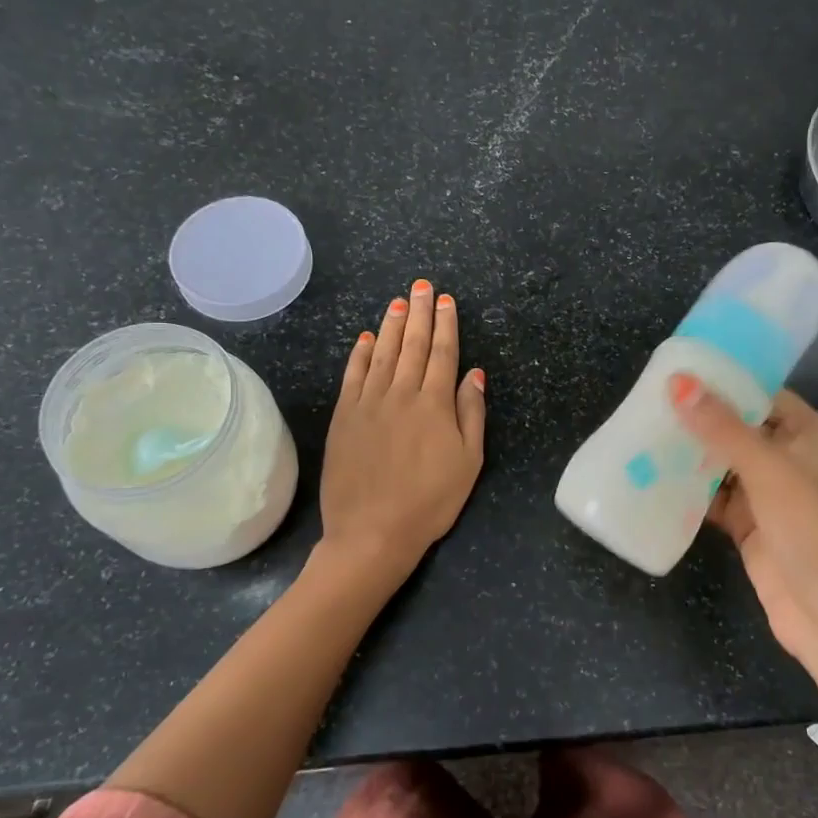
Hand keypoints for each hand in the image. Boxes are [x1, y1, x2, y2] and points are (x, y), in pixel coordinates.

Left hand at [321, 279, 485, 587]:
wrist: (372, 531)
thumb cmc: (430, 501)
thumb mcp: (469, 462)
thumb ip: (471, 413)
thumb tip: (474, 373)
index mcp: (434, 404)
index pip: (443, 353)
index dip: (446, 324)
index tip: (445, 300)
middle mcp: (401, 394)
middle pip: (413, 345)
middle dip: (419, 313)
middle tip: (422, 286)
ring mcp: (368, 403)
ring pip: (383, 353)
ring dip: (392, 325)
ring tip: (397, 301)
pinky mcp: (344, 417)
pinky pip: (353, 375)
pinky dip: (360, 353)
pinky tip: (365, 338)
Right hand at [671, 376, 817, 668]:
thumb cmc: (813, 532)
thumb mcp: (769, 471)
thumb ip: (722, 428)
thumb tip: (679, 383)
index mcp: (808, 436)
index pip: (763, 395)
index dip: (726, 381)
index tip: (680, 370)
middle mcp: (790, 460)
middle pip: (739, 428)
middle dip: (700, 418)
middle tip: (649, 401)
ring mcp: (769, 496)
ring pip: (723, 464)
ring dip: (691, 454)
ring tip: (643, 433)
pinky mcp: (750, 527)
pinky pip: (715, 499)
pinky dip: (690, 491)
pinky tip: (654, 478)